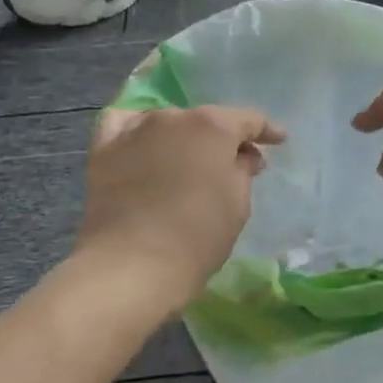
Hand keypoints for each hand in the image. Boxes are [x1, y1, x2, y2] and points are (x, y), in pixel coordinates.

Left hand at [76, 105, 285, 308]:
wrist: (131, 266)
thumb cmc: (197, 237)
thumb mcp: (237, 205)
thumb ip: (243, 171)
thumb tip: (244, 156)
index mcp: (213, 126)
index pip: (248, 119)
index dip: (266, 130)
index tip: (278, 140)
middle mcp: (173, 116)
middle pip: (205, 121)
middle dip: (222, 139)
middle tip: (232, 164)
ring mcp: (135, 129)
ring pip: (167, 123)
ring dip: (181, 137)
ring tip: (186, 161)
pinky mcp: (104, 149)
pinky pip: (123, 125)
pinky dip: (136, 130)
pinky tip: (142, 142)